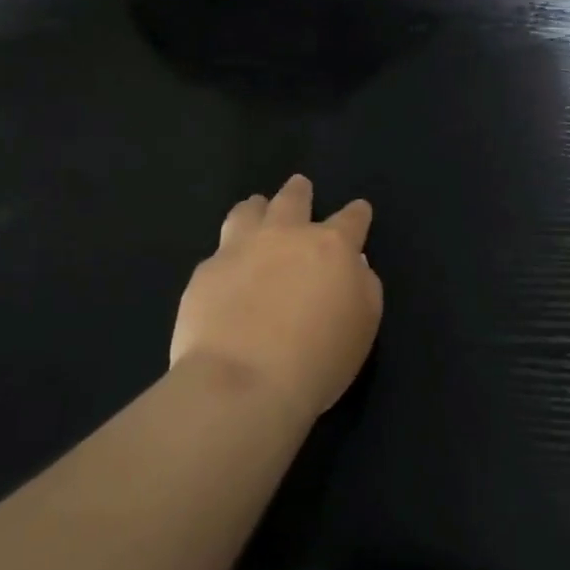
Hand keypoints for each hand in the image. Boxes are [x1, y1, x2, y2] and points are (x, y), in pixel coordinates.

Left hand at [170, 175, 382, 420]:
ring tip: (256, 208)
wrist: (243, 383)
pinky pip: (218, 251)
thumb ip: (364, 288)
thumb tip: (354, 267)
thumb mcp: (363, 327)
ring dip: (257, 208)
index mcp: (331, 247)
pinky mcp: (206, 271)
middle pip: (293, 200)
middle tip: (300, 186)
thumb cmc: (318, 360)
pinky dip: (228, 253)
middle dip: (299, 192)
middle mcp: (286, 236)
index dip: (357, 213)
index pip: (351, 219)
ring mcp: (240, 249)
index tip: (359, 209)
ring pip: (248, 212)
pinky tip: (226, 268)